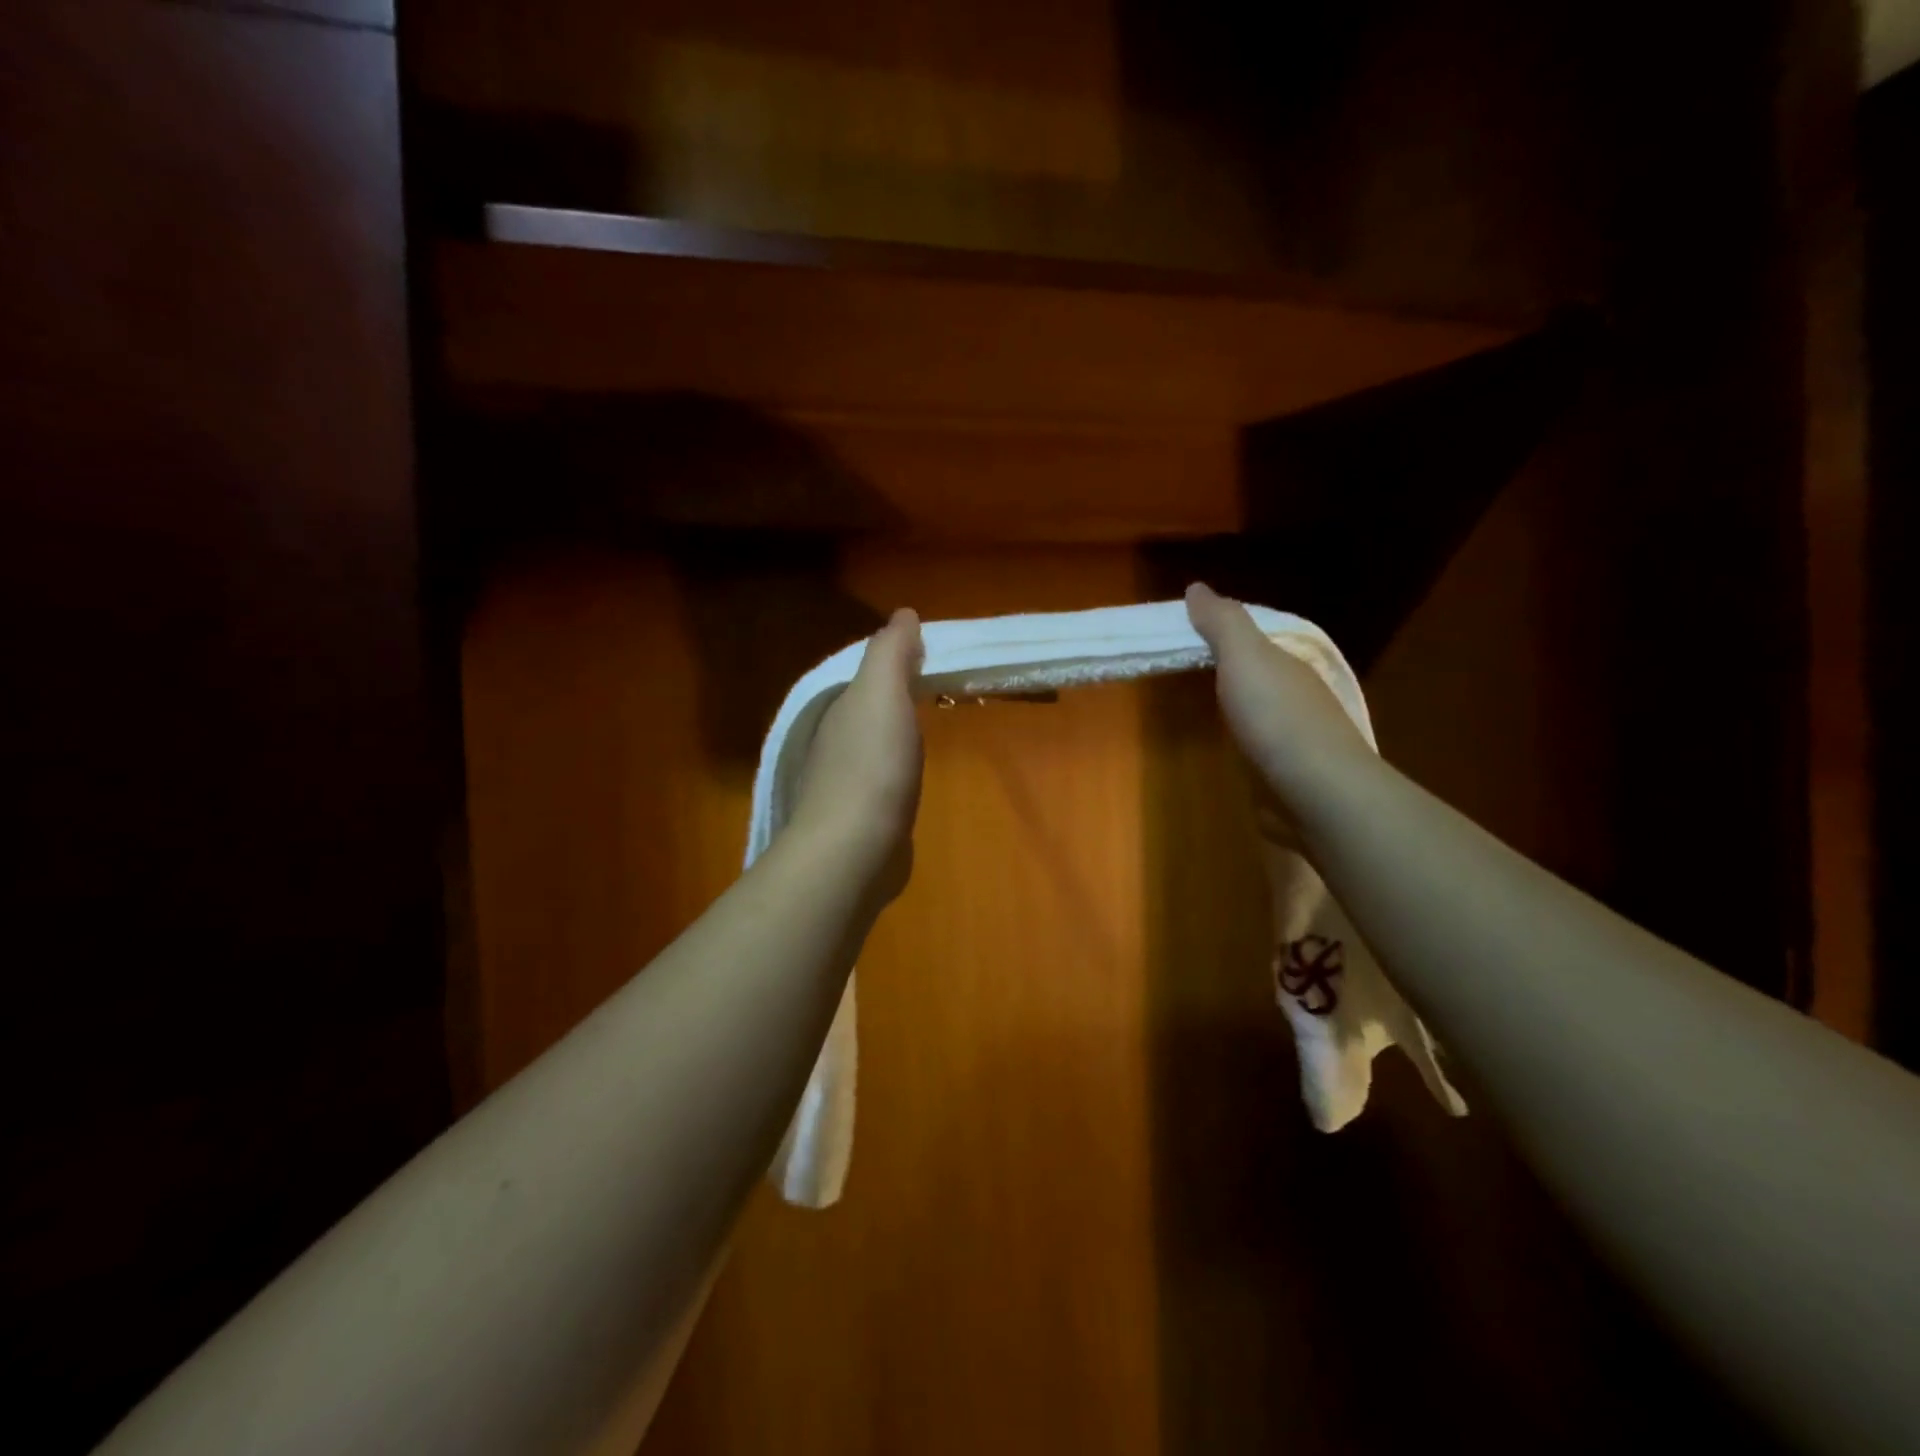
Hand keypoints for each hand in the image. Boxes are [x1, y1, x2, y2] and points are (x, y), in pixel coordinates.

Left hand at [787, 608, 924, 903]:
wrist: (854, 848)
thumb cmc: (873, 764)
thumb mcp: (882, 693)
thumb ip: (890, 653)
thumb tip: (903, 615)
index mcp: (841, 709)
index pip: (868, 676)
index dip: (896, 662)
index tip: (928, 656)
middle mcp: (835, 742)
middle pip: (868, 709)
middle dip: (894, 696)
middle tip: (933, 688)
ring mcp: (845, 783)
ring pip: (873, 745)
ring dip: (894, 733)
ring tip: (925, 728)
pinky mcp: (860, 818)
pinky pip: (881, 780)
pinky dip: (895, 769)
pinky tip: (909, 777)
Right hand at [1184, 583, 1369, 827]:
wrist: (1317, 792)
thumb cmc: (1276, 717)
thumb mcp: (1245, 657)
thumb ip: (1223, 623)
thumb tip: (1197, 587)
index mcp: (1288, 665)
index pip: (1254, 639)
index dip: (1221, 632)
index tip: (1184, 633)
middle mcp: (1296, 696)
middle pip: (1258, 674)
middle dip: (1231, 669)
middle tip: (1186, 668)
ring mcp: (1295, 739)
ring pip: (1261, 712)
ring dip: (1239, 707)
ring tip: (1202, 709)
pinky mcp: (1287, 775)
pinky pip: (1261, 749)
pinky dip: (1245, 744)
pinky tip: (1228, 752)